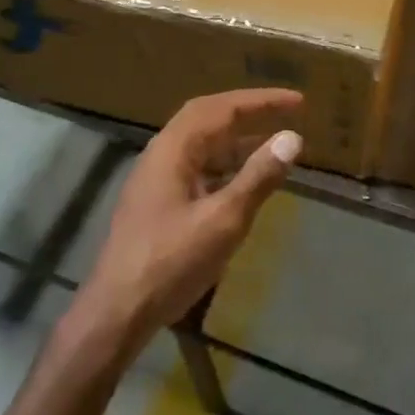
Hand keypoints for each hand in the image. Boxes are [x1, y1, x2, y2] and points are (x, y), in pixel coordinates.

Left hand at [70, 89, 303, 362]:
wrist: (116, 312)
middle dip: (248, 112)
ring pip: (202, 144)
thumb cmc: (171, 263)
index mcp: (174, 148)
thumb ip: (258, 177)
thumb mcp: (223, 220)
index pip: (222, 108)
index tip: (298, 101)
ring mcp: (156, 178)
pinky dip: (225, 165)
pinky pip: (197, 167)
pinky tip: (243, 182)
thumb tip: (292, 137)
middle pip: (208, 117)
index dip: (262, 101)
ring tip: (273, 145)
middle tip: (285, 112)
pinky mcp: (157, 202)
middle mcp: (162, 153)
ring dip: (237, 140)